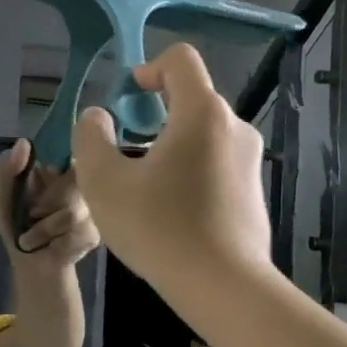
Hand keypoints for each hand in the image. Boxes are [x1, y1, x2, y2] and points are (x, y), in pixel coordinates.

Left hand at [0, 139, 99, 268]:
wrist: (32, 265)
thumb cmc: (16, 226)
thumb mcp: (1, 195)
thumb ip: (6, 168)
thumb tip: (24, 143)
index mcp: (60, 170)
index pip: (68, 155)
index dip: (54, 171)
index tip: (41, 179)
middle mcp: (83, 184)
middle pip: (72, 183)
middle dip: (44, 204)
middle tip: (32, 215)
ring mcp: (93, 209)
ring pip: (72, 212)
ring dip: (45, 227)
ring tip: (35, 235)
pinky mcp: (95, 233)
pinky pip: (77, 232)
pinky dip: (56, 241)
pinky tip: (52, 245)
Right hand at [70, 44, 271, 293]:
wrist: (222, 285)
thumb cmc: (158, 227)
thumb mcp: (104, 182)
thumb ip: (91, 139)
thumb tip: (97, 118)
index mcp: (202, 113)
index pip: (181, 61)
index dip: (149, 68)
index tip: (127, 97)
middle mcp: (235, 128)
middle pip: (193, 100)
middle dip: (156, 115)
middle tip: (126, 152)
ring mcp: (250, 162)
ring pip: (205, 137)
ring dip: (173, 148)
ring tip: (146, 189)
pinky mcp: (254, 194)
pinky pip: (217, 167)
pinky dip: (192, 174)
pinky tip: (172, 215)